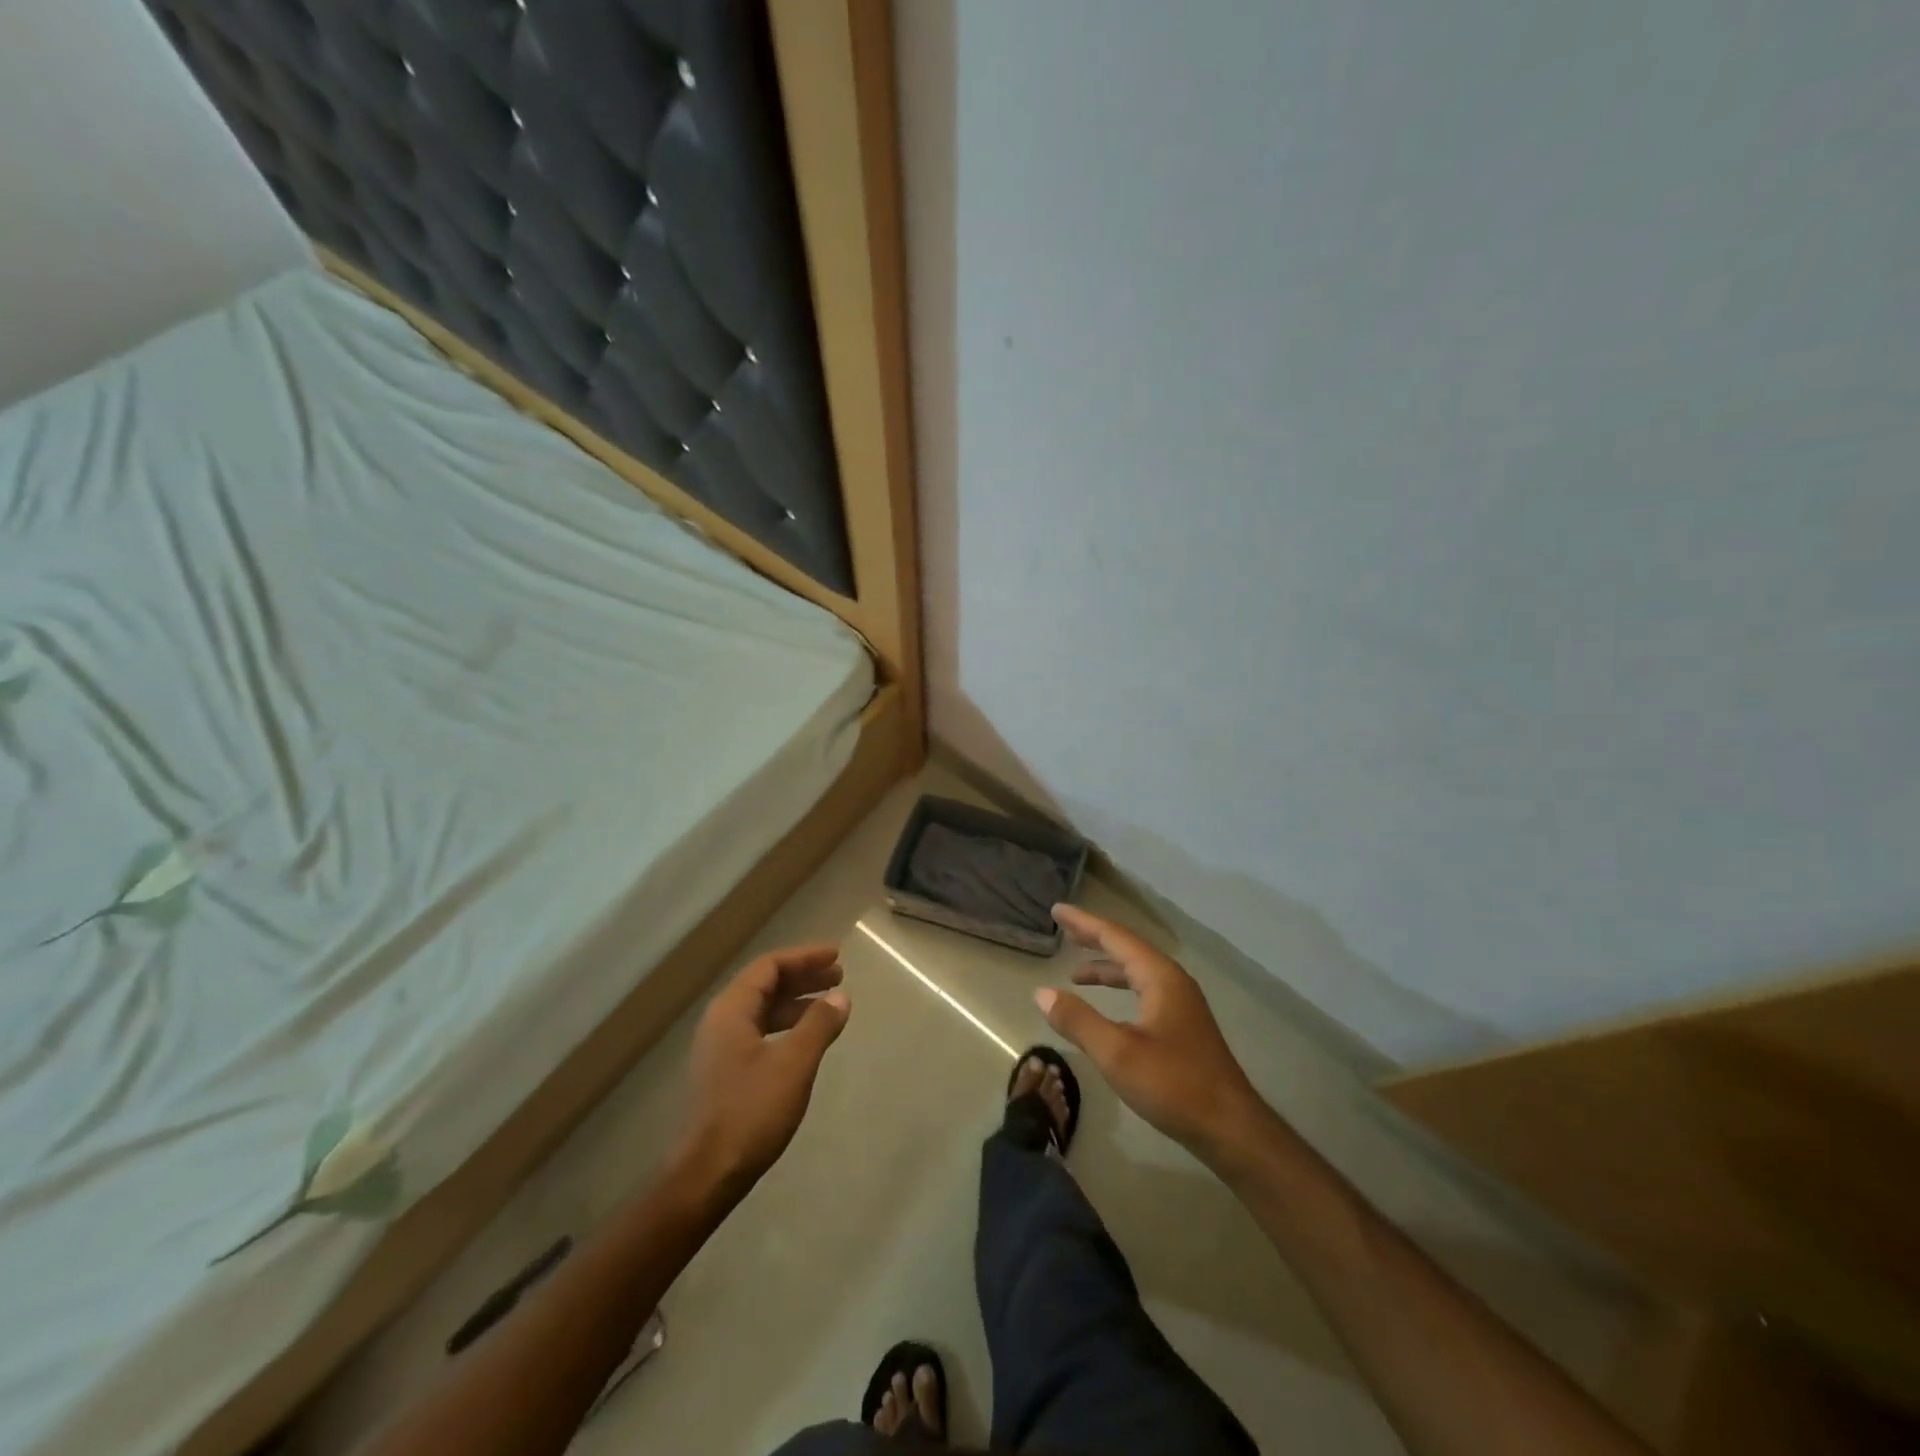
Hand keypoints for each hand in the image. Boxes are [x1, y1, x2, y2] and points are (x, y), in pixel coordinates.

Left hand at [678, 945, 850, 1189]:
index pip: (769, 966)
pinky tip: (808, 1039)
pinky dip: (787, 1026)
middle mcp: (721, 1021)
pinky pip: (761, 1031)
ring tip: (830, 1004)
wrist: (707, 1174)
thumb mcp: (794, 1064)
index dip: (804, 957)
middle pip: (765, 984)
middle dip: (803, 976)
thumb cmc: (751, 1111)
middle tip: (839, 975)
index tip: (836, 955)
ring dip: (797, 1002)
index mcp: (731, 1010)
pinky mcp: (726, 1072)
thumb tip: (840, 997)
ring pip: (763, 1010)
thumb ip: (818, 1025)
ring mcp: (721, 1048)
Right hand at [1038, 905, 1267, 1165]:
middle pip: (1128, 948)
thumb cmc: (1173, 1085)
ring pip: (1137, 972)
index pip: (1115, 937)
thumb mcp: (1117, 1053)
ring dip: (1106, 967)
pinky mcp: (1183, 1026)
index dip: (1084, 923)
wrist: (1230, 1128)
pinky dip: (1121, 988)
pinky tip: (1108, 1007)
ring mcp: (1181, 1004)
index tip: (1057, 910)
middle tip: (1063, 928)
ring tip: (1075, 973)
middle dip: (1094, 938)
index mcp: (1160, 977)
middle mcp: (1173, 981)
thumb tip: (1041, 992)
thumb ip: (1078, 1020)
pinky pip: (1144, 990)